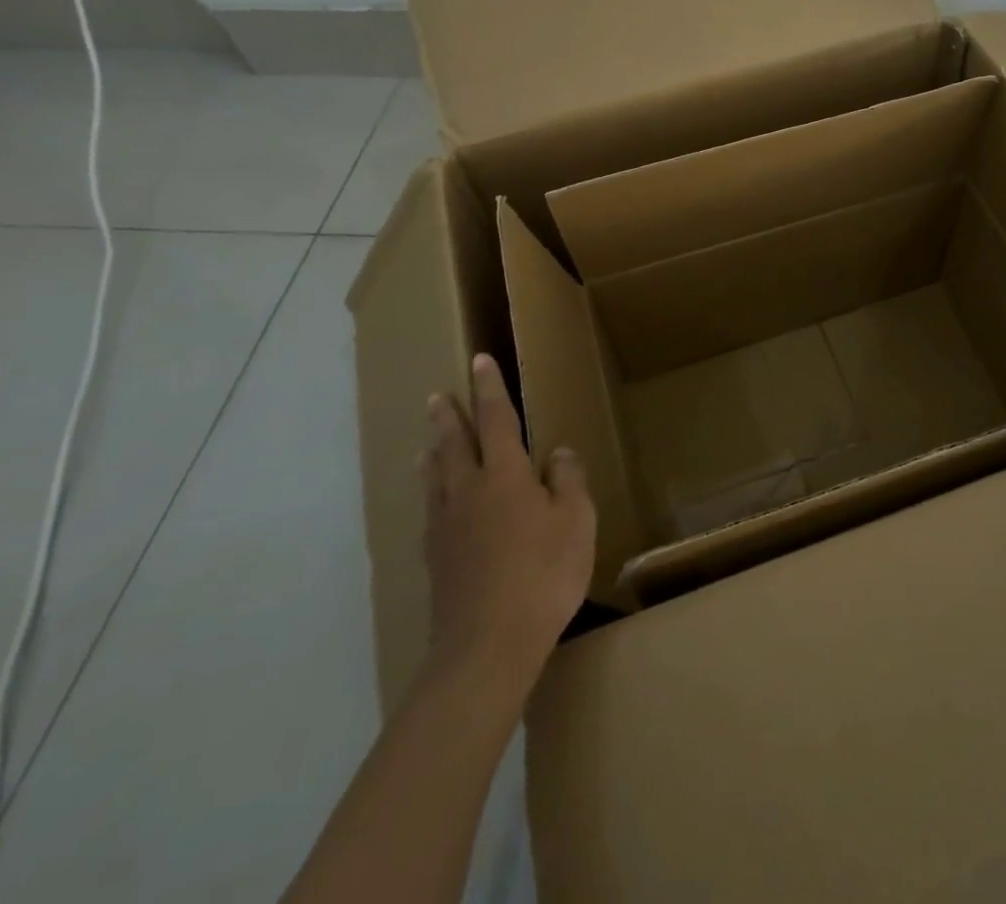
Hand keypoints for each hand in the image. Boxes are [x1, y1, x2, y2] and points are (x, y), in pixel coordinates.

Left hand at [422, 354, 595, 702]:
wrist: (487, 646)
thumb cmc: (543, 573)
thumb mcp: (576, 520)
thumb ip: (568, 479)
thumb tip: (557, 452)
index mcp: (504, 475)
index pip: (495, 419)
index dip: (489, 388)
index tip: (479, 360)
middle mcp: (468, 491)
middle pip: (454, 444)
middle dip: (449, 417)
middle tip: (438, 396)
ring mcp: (446, 527)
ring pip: (436, 478)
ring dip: (434, 454)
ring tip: (429, 443)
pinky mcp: (436, 561)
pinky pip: (431, 513)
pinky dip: (432, 496)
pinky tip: (435, 507)